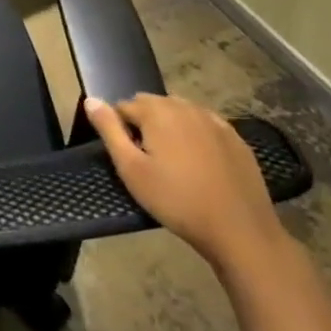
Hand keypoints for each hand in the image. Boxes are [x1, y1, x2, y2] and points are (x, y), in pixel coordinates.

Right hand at [84, 93, 287, 272]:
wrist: (239, 230)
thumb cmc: (176, 200)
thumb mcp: (130, 168)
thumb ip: (109, 130)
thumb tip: (91, 100)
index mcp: (158, 111)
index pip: (123, 106)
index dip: (118, 129)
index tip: (125, 156)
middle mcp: (187, 107)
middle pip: (152, 104)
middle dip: (143, 123)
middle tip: (145, 160)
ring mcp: (216, 122)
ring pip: (180, 112)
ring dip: (168, 127)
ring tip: (170, 161)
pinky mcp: (236, 139)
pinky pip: (204, 125)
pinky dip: (194, 135)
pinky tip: (197, 162)